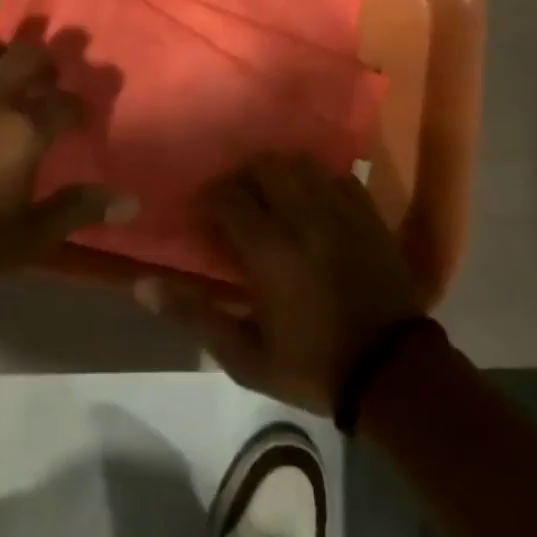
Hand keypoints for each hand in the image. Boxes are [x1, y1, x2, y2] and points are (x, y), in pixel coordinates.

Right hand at [136, 156, 423, 414]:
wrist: (393, 373)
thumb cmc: (313, 366)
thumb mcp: (246, 356)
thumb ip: (195, 316)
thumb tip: (142, 286)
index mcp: (270, 250)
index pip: (228, 195)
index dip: (211, 196)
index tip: (205, 213)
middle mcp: (303, 217)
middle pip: (263, 166)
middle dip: (243, 177)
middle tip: (237, 202)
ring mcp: (340, 210)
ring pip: (300, 163)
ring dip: (279, 172)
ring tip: (273, 196)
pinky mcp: (368, 213)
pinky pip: (336, 175)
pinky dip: (318, 180)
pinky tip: (313, 201)